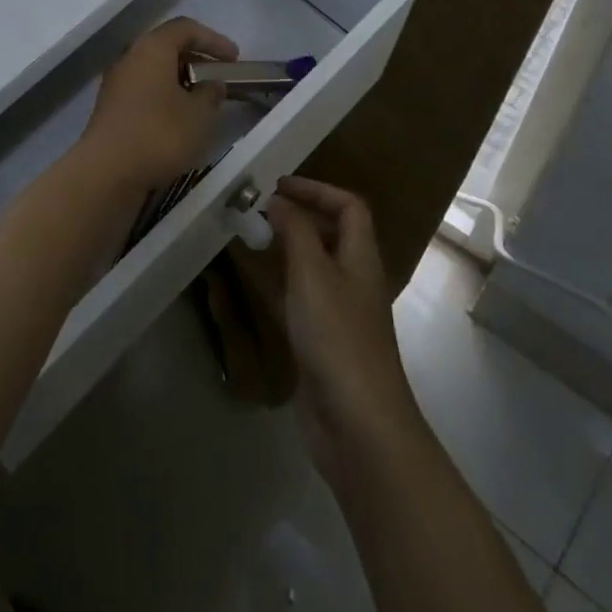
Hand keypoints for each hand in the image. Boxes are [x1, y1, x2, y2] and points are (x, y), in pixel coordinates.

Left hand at [80, 17, 237, 190]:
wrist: (107, 172)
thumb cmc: (159, 134)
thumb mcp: (199, 114)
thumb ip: (211, 93)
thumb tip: (212, 85)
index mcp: (152, 48)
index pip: (185, 28)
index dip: (214, 39)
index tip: (234, 59)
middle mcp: (130, 58)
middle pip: (167, 47)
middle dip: (196, 59)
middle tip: (219, 77)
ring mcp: (116, 83)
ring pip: (154, 70)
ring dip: (180, 79)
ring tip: (202, 100)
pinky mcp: (111, 108)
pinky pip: (144, 90)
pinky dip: (165, 95)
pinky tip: (179, 118)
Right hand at [236, 177, 422, 480]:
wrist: (357, 425)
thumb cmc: (337, 338)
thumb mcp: (313, 275)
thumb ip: (296, 232)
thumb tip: (278, 199)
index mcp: (361, 258)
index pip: (349, 207)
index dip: (317, 190)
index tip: (278, 186)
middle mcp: (354, 280)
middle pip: (333, 234)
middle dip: (299, 216)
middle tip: (258, 209)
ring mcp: (339, 314)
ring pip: (313, 267)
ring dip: (286, 248)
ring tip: (250, 236)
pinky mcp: (321, 343)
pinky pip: (299, 300)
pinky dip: (279, 285)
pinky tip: (253, 284)